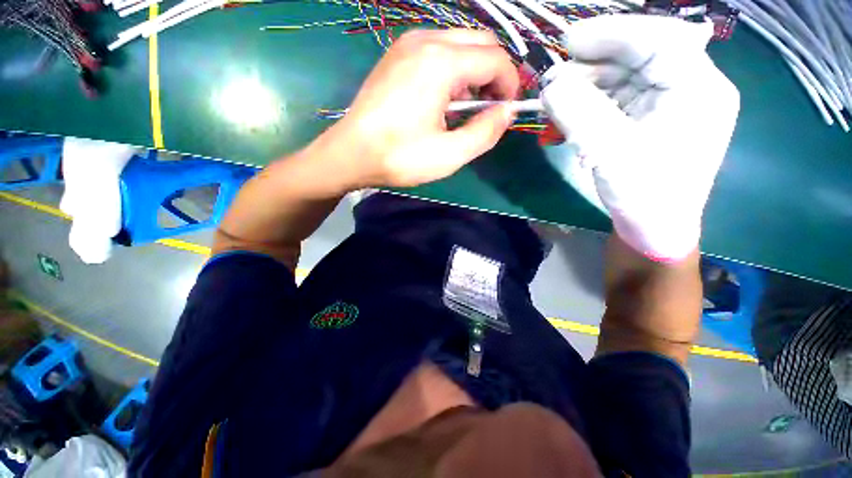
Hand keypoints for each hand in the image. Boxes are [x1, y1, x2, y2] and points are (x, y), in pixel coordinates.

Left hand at [323, 29, 519, 187]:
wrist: (351, 154)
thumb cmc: (400, 157)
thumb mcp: (449, 155)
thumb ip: (485, 132)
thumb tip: (506, 112)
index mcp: (441, 63)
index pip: (496, 59)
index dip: (510, 84)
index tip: (507, 111)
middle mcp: (426, 40)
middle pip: (481, 42)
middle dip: (494, 74)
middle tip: (489, 108)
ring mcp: (407, 43)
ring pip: (460, 44)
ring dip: (473, 72)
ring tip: (463, 109)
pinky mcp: (396, 54)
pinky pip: (438, 50)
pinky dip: (452, 70)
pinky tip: (442, 100)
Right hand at [541, 15, 739, 261]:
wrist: (654, 228)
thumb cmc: (645, 195)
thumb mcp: (611, 152)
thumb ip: (580, 114)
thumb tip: (549, 85)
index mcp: (699, 88)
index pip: (659, 40)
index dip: (613, 33)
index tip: (569, 41)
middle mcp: (688, 86)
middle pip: (638, 56)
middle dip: (592, 64)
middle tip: (553, 78)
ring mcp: (668, 102)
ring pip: (623, 76)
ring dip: (585, 85)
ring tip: (554, 99)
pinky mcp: (649, 117)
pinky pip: (617, 98)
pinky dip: (589, 102)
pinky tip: (568, 112)